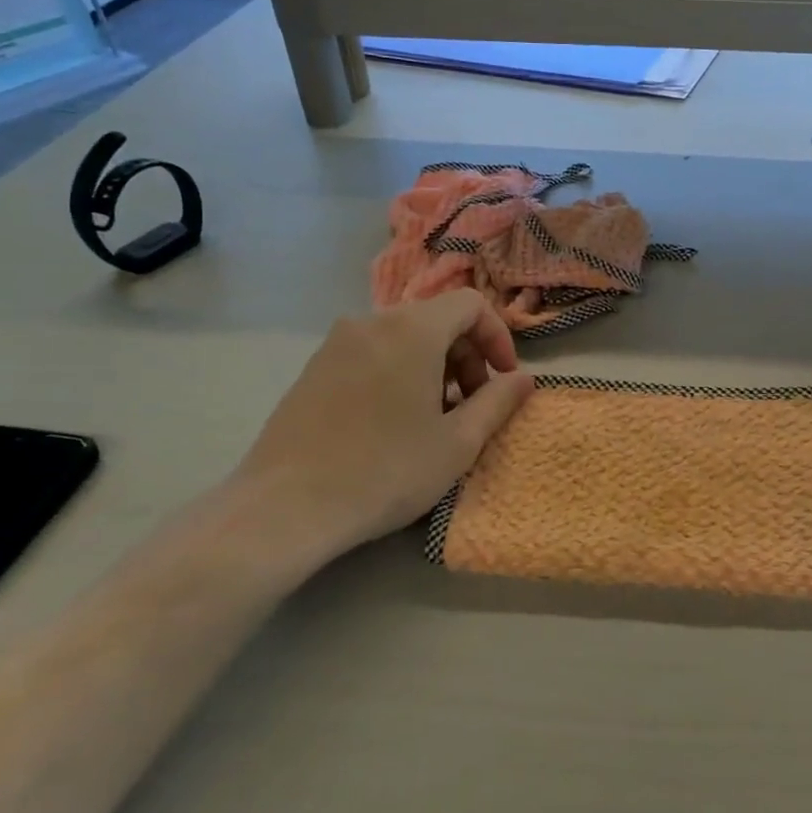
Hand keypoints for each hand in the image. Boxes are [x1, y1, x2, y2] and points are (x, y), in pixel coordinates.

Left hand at [229, 291, 533, 571]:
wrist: (286, 508)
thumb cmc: (386, 471)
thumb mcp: (458, 443)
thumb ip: (498, 402)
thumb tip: (525, 379)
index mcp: (411, 329)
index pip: (470, 304)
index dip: (497, 337)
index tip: (503, 381)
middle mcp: (371, 322)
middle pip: (436, 320)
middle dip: (466, 356)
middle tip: (472, 406)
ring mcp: (335, 344)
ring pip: (403, 338)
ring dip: (433, 368)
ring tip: (434, 420)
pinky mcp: (312, 369)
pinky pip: (371, 354)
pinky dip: (398, 374)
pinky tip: (392, 424)